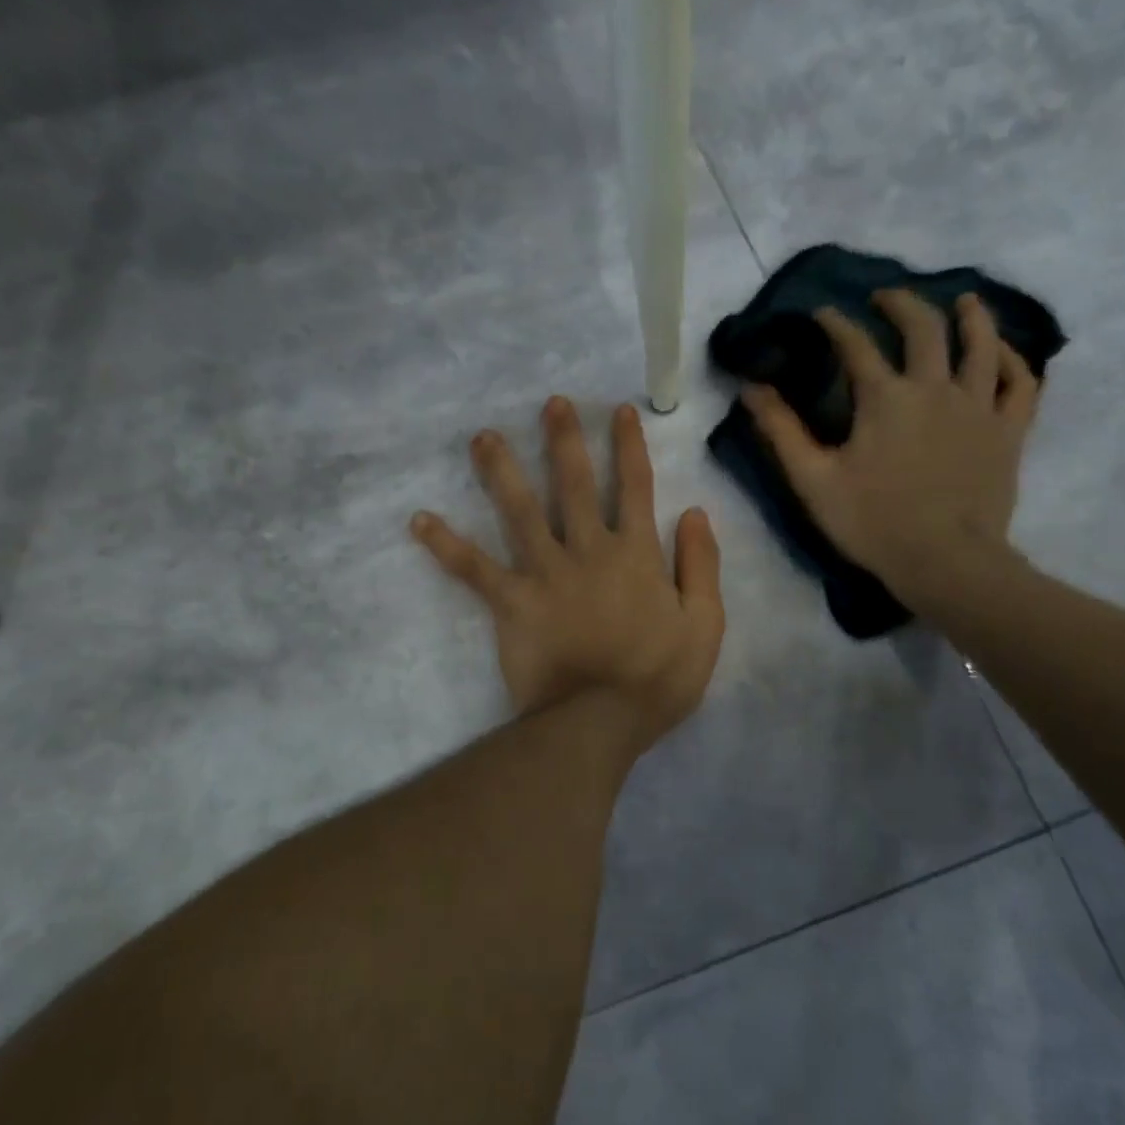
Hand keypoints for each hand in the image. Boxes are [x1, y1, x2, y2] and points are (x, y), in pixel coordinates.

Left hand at [411, 397, 724, 754]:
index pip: (635, 488)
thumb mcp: (705, 624)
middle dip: (564, 441)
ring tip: (483, 437)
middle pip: (574, 485)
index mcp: (635, 554)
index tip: (620, 412)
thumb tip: (694, 512)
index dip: (629, 448)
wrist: (599, 722)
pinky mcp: (511, 601)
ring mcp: (545, 573)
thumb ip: (701, 565)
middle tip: (550, 403)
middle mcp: (588, 550)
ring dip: (502, 472)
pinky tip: (419, 520)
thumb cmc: (658, 678)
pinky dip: (446, 545)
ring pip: (521, 512)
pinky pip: (474, 569)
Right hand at [742, 290, 1038, 605]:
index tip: (821, 313)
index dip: (835, 324)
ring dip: (971, 316)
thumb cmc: (873, 523)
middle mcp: (934, 388)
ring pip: (981, 344)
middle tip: (884, 298)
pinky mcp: (1008, 431)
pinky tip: (1001, 352)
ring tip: (963, 300)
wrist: (945, 561)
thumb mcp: (813, 480)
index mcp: (885, 398)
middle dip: (901, 304)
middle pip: (923, 328)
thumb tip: (751, 389)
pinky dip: (1012, 360)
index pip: (855, 345)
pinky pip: (1020, 383)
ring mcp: (978, 407)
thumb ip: (782, 431)